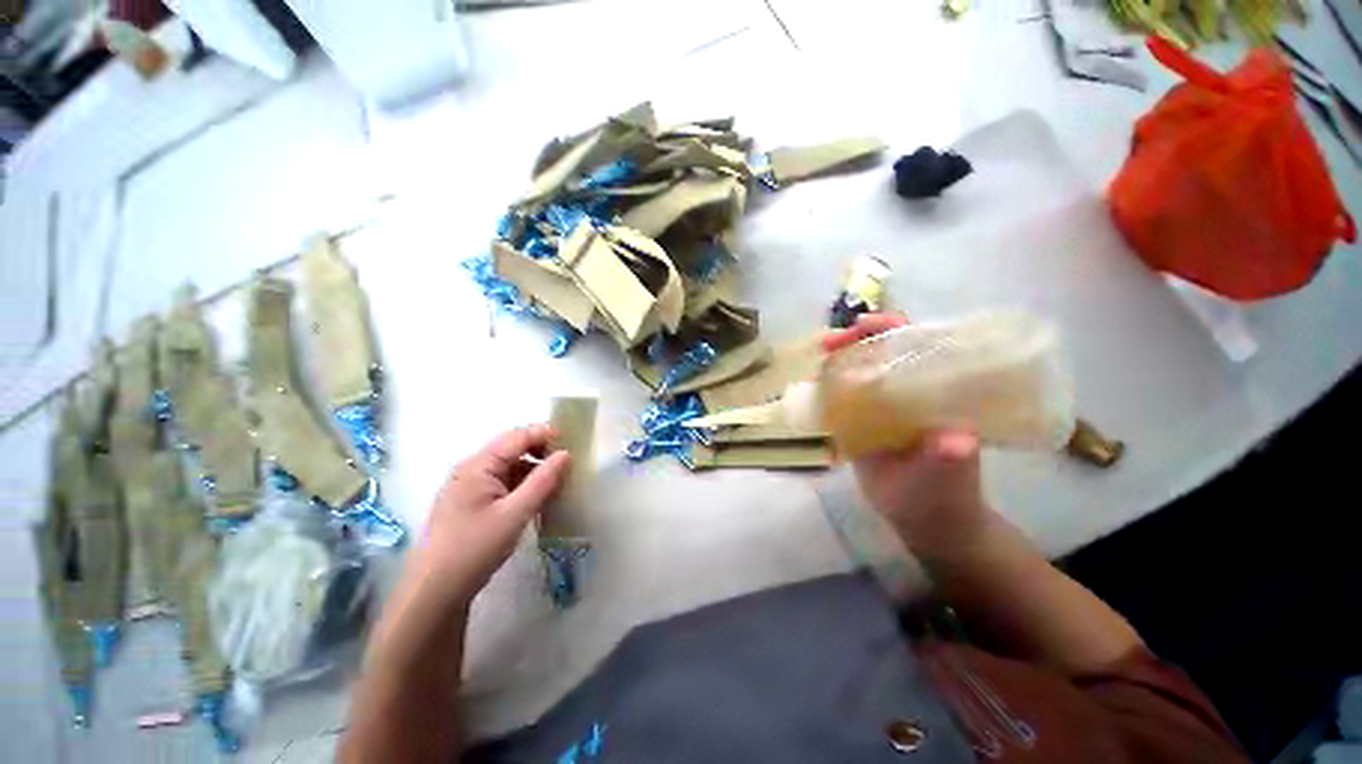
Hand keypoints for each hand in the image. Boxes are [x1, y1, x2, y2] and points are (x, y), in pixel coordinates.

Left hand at [410, 424, 571, 607]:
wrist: (433, 593)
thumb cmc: (474, 549)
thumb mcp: (515, 514)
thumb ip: (543, 481)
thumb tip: (566, 454)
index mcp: (479, 465)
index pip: (518, 436)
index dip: (546, 434)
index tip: (573, 442)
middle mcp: (471, 469)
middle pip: (512, 449)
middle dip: (541, 452)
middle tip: (568, 464)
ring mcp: (469, 487)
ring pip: (509, 467)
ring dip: (533, 471)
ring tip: (559, 483)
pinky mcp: (470, 504)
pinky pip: (502, 484)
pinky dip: (522, 486)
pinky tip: (537, 499)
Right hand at [823, 313, 992, 558]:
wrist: (923, 519)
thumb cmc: (943, 494)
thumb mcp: (948, 476)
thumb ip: (950, 458)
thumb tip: (956, 441)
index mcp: (936, 391)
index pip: (918, 345)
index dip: (892, 329)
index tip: (863, 324)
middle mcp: (910, 391)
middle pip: (882, 351)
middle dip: (856, 340)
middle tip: (828, 344)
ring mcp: (885, 405)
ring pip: (860, 370)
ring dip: (838, 359)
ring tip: (816, 360)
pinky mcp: (864, 420)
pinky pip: (845, 394)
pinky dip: (828, 384)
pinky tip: (813, 384)